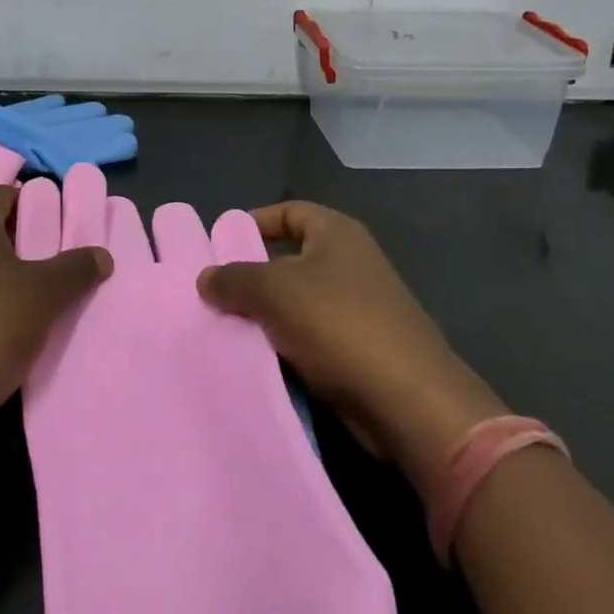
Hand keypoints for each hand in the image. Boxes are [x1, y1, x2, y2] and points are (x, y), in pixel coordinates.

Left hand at [0, 185, 112, 423]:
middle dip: (21, 238)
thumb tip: (102, 255)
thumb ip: (76, 267)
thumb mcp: (46, 293)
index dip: (35, 204)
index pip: (4, 192)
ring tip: (34, 291)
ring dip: (2, 269)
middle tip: (53, 258)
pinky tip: (5, 320)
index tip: (60, 227)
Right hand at [197, 201, 507, 489]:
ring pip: (298, 301)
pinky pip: (311, 336)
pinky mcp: (361, 348)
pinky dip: (286, 344)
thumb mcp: (274, 291)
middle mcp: (351, 262)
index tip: (220, 245)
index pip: (289, 212)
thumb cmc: (339, 324)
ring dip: (267, 315)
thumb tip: (205, 278)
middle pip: (290, 258)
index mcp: (337, 233)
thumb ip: (234, 279)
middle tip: (214, 291)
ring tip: (226, 326)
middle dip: (253, 275)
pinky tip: (258, 357)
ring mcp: (360, 306)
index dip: (254, 223)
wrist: (408, 401)